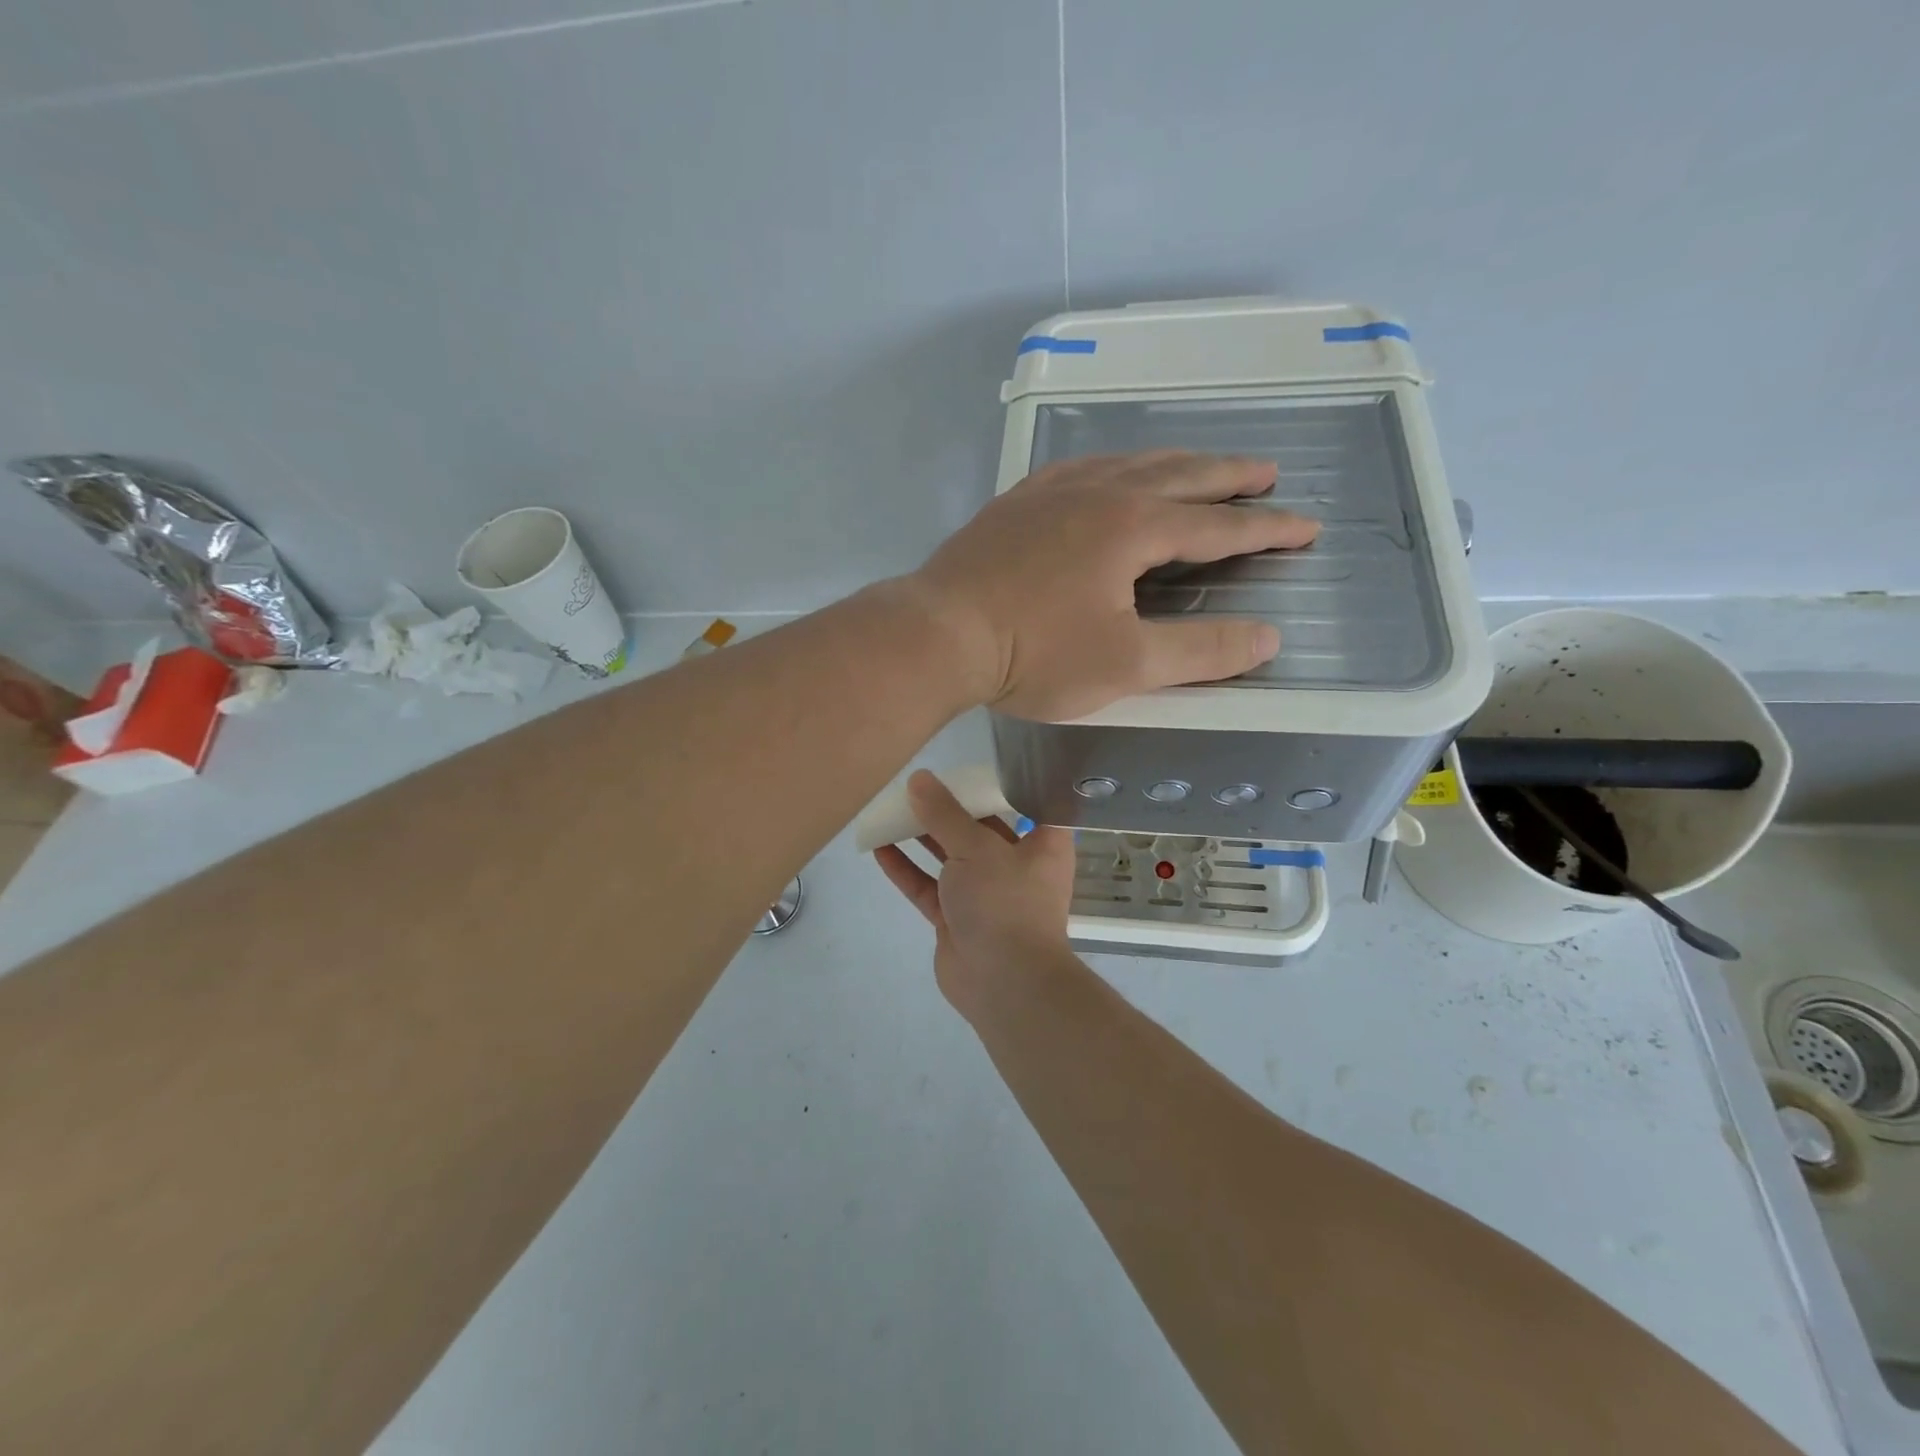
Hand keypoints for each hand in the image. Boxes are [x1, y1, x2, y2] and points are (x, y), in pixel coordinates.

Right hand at [874, 771, 1076, 1012]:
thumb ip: (944, 814)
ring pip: (951, 858)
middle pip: (982, 829)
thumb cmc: (1005, 902)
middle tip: (921, 784)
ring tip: (893, 809)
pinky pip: (929, 887)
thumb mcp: (976, 847)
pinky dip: (907, 869)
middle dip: (951, 810)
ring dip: (923, 837)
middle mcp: (1017, 866)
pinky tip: (880, 848)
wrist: (1004, 983)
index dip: (1004, 786)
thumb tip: (918, 779)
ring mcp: (985, 895)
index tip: (975, 768)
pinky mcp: (956, 919)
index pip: (1028, 806)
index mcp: (1042, 845)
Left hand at [910, 451, 1317, 720]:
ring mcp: (1050, 492)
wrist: (939, 633)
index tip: (1306, 525)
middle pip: (1178, 475)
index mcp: (1133, 526)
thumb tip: (1267, 638)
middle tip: (1266, 471)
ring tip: (1197, 467)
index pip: (1217, 526)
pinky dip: (1112, 468)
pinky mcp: (1015, 503)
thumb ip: (1200, 651)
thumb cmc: (1035, 653)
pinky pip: (1078, 470)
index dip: (1266, 528)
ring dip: (1172, 464)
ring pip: (1127, 463)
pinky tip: (1105, 475)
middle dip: (1228, 476)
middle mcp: (1098, 492)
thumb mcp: (1126, 664)